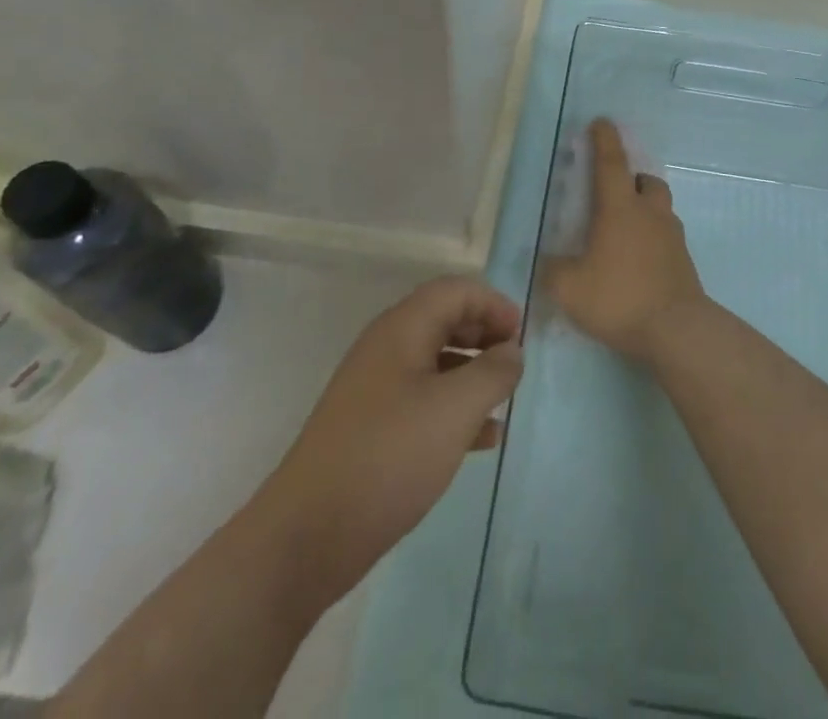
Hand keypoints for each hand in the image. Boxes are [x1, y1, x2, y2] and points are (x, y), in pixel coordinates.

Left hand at [270, 276, 522, 604]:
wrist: (306, 537)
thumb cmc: (388, 457)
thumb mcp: (454, 410)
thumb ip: (493, 373)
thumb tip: (512, 351)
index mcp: (402, 329)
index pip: (454, 291)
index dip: (492, 303)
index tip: (521, 334)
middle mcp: (386, 349)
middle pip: (444, 320)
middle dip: (484, 335)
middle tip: (514, 364)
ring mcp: (375, 390)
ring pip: (435, 362)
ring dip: (473, 373)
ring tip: (504, 401)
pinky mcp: (371, 428)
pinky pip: (423, 401)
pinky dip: (454, 409)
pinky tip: (482, 440)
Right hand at [545, 119, 706, 362]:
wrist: (677, 330)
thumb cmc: (619, 298)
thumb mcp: (569, 288)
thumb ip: (553, 270)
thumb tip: (549, 262)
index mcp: (620, 208)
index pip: (611, 162)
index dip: (604, 139)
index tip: (601, 122)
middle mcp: (650, 213)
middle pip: (646, 181)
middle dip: (631, 179)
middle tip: (613, 194)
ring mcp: (672, 237)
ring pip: (660, 209)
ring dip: (644, 210)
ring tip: (623, 234)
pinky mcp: (684, 262)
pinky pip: (666, 238)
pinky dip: (652, 240)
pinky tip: (638, 263)